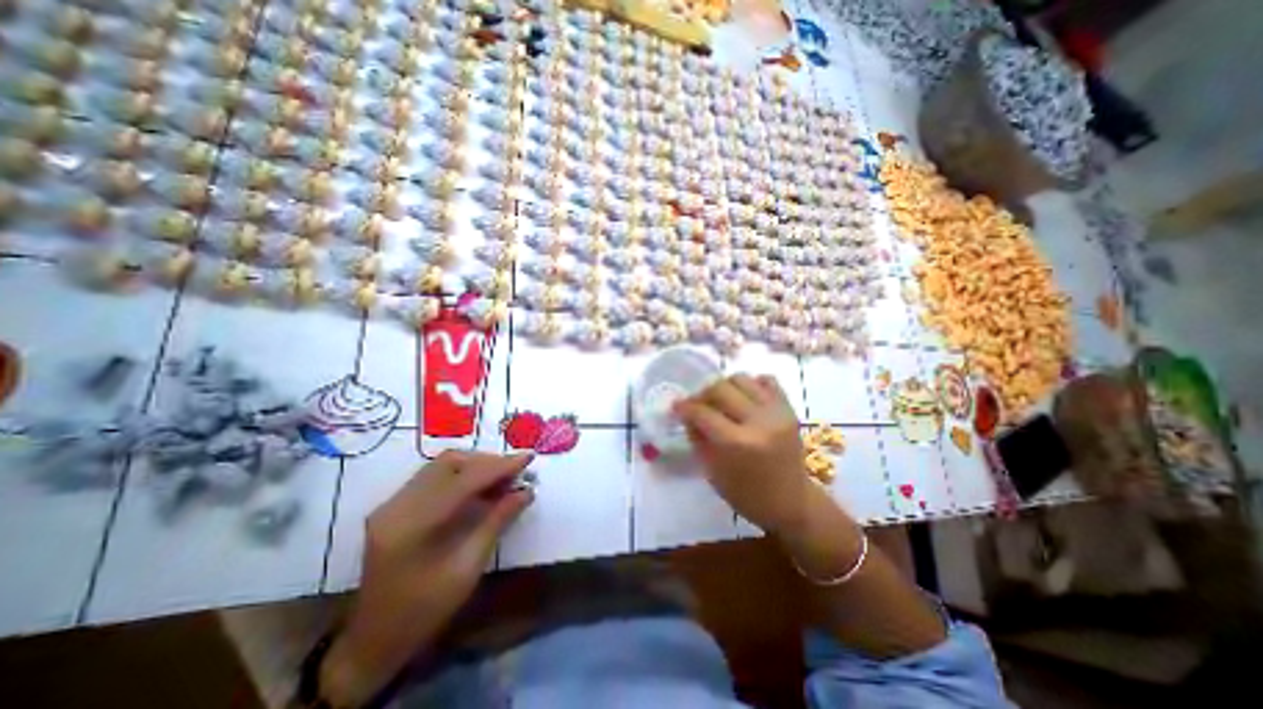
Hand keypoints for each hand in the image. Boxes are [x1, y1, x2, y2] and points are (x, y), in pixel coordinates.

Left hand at [323, 451, 531, 706]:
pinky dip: (462, 474)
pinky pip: (433, 475)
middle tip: (516, 471)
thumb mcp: (467, 569)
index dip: (500, 466)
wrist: (373, 641)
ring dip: (476, 465)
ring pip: (441, 464)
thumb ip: (497, 522)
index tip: (528, 457)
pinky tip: (480, 486)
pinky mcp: (394, 506)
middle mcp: (397, 506)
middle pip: (450, 463)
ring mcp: (391, 504)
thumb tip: (526, 491)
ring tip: (503, 477)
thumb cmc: (424, 612)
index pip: (463, 481)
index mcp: (412, 526)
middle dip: (488, 462)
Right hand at [677, 374, 814, 535]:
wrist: (792, 502)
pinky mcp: (789, 409)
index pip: (702, 412)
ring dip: (725, 386)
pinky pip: (767, 380)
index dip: (684, 407)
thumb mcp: (712, 471)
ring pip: (742, 379)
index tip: (677, 406)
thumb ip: (697, 437)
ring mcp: (777, 412)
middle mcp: (758, 422)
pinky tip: (744, 398)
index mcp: (737, 444)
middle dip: (702, 393)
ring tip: (721, 400)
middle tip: (698, 404)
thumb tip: (686, 413)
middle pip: (720, 388)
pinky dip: (751, 384)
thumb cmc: (747, 494)